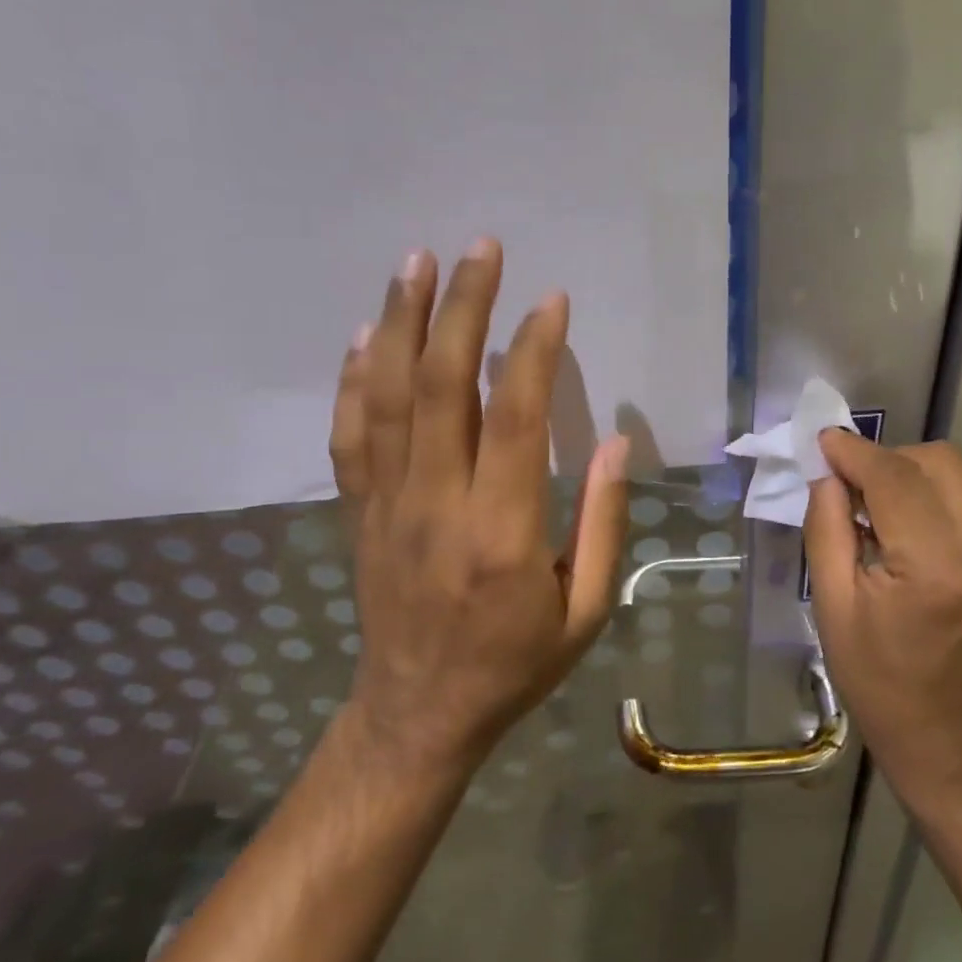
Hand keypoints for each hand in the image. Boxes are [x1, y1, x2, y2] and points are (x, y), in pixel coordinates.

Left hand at [328, 240, 629, 778]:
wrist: (419, 712)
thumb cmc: (515, 664)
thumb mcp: (585, 610)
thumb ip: (600, 522)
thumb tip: (612, 441)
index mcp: (501, 530)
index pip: (512, 417)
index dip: (531, 351)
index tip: (550, 302)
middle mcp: (437, 503)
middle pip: (440, 386)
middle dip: (462, 309)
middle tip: (480, 250)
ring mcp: (388, 504)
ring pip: (387, 396)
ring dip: (400, 323)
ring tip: (417, 263)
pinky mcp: (359, 511)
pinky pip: (349, 435)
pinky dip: (353, 380)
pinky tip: (363, 335)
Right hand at [804, 432, 961, 812]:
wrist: (950, 743)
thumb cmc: (879, 684)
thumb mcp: (833, 607)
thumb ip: (828, 528)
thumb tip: (827, 474)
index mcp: (935, 568)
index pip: (895, 478)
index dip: (855, 452)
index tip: (822, 441)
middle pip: (937, 461)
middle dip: (886, 458)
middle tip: (845, 483)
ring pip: (956, 476)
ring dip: (908, 474)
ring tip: (869, 507)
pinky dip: (927, 496)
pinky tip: (899, 528)